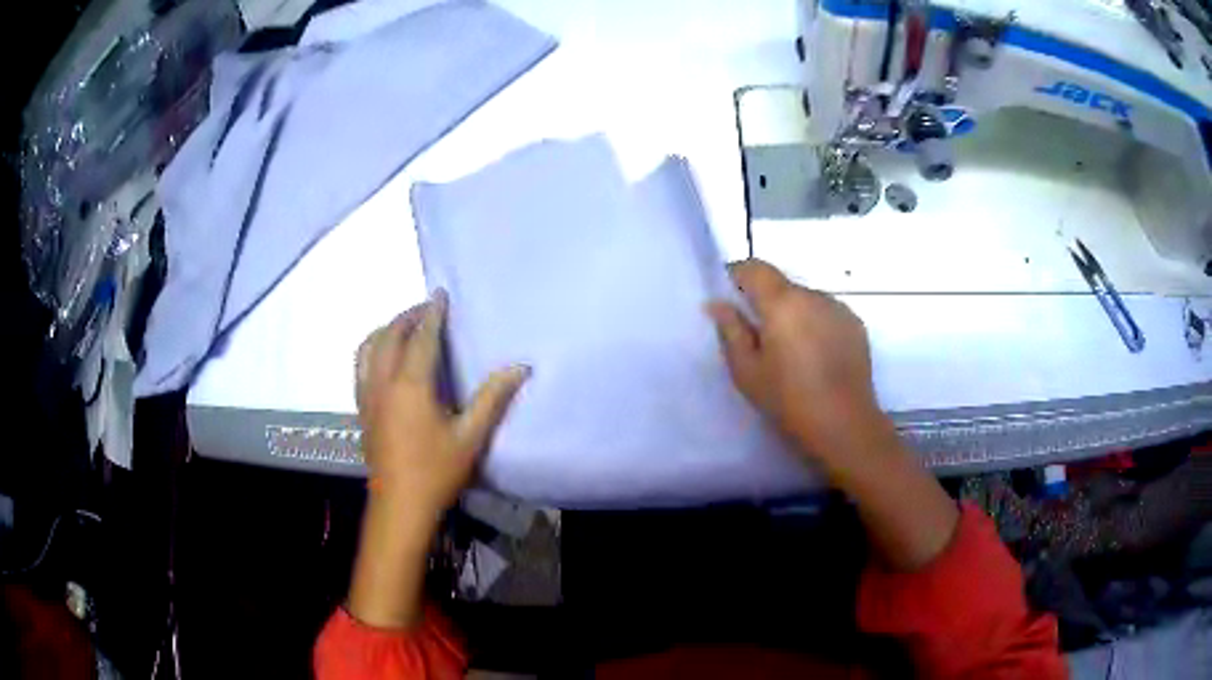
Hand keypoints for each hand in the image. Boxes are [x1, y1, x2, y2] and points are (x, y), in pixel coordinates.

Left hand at [348, 289, 527, 627]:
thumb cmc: (437, 472)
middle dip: (408, 316)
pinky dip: (371, 348)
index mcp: (411, 385)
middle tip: (426, 308)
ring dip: (386, 329)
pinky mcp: (361, 408)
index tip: (440, 293)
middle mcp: (383, 382)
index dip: (432, 313)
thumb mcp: (471, 437)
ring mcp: (367, 395)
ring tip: (404, 326)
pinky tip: (383, 357)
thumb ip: (493, 398)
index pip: (422, 338)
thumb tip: (520, 367)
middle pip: (390, 335)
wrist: (400, 506)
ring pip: (368, 347)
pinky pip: (360, 364)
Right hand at [707, 260, 958, 569]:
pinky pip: (826, 313)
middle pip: (782, 285)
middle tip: (760, 339)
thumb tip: (717, 304)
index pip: (755, 268)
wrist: (845, 424)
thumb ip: (731, 331)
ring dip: (793, 315)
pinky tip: (816, 358)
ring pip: (805, 299)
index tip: (732, 301)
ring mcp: (838, 308)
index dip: (738, 277)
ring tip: (792, 354)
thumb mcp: (747, 371)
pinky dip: (815, 325)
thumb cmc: (789, 400)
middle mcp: (812, 295)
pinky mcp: (855, 324)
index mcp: (782, 303)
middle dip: (767, 302)